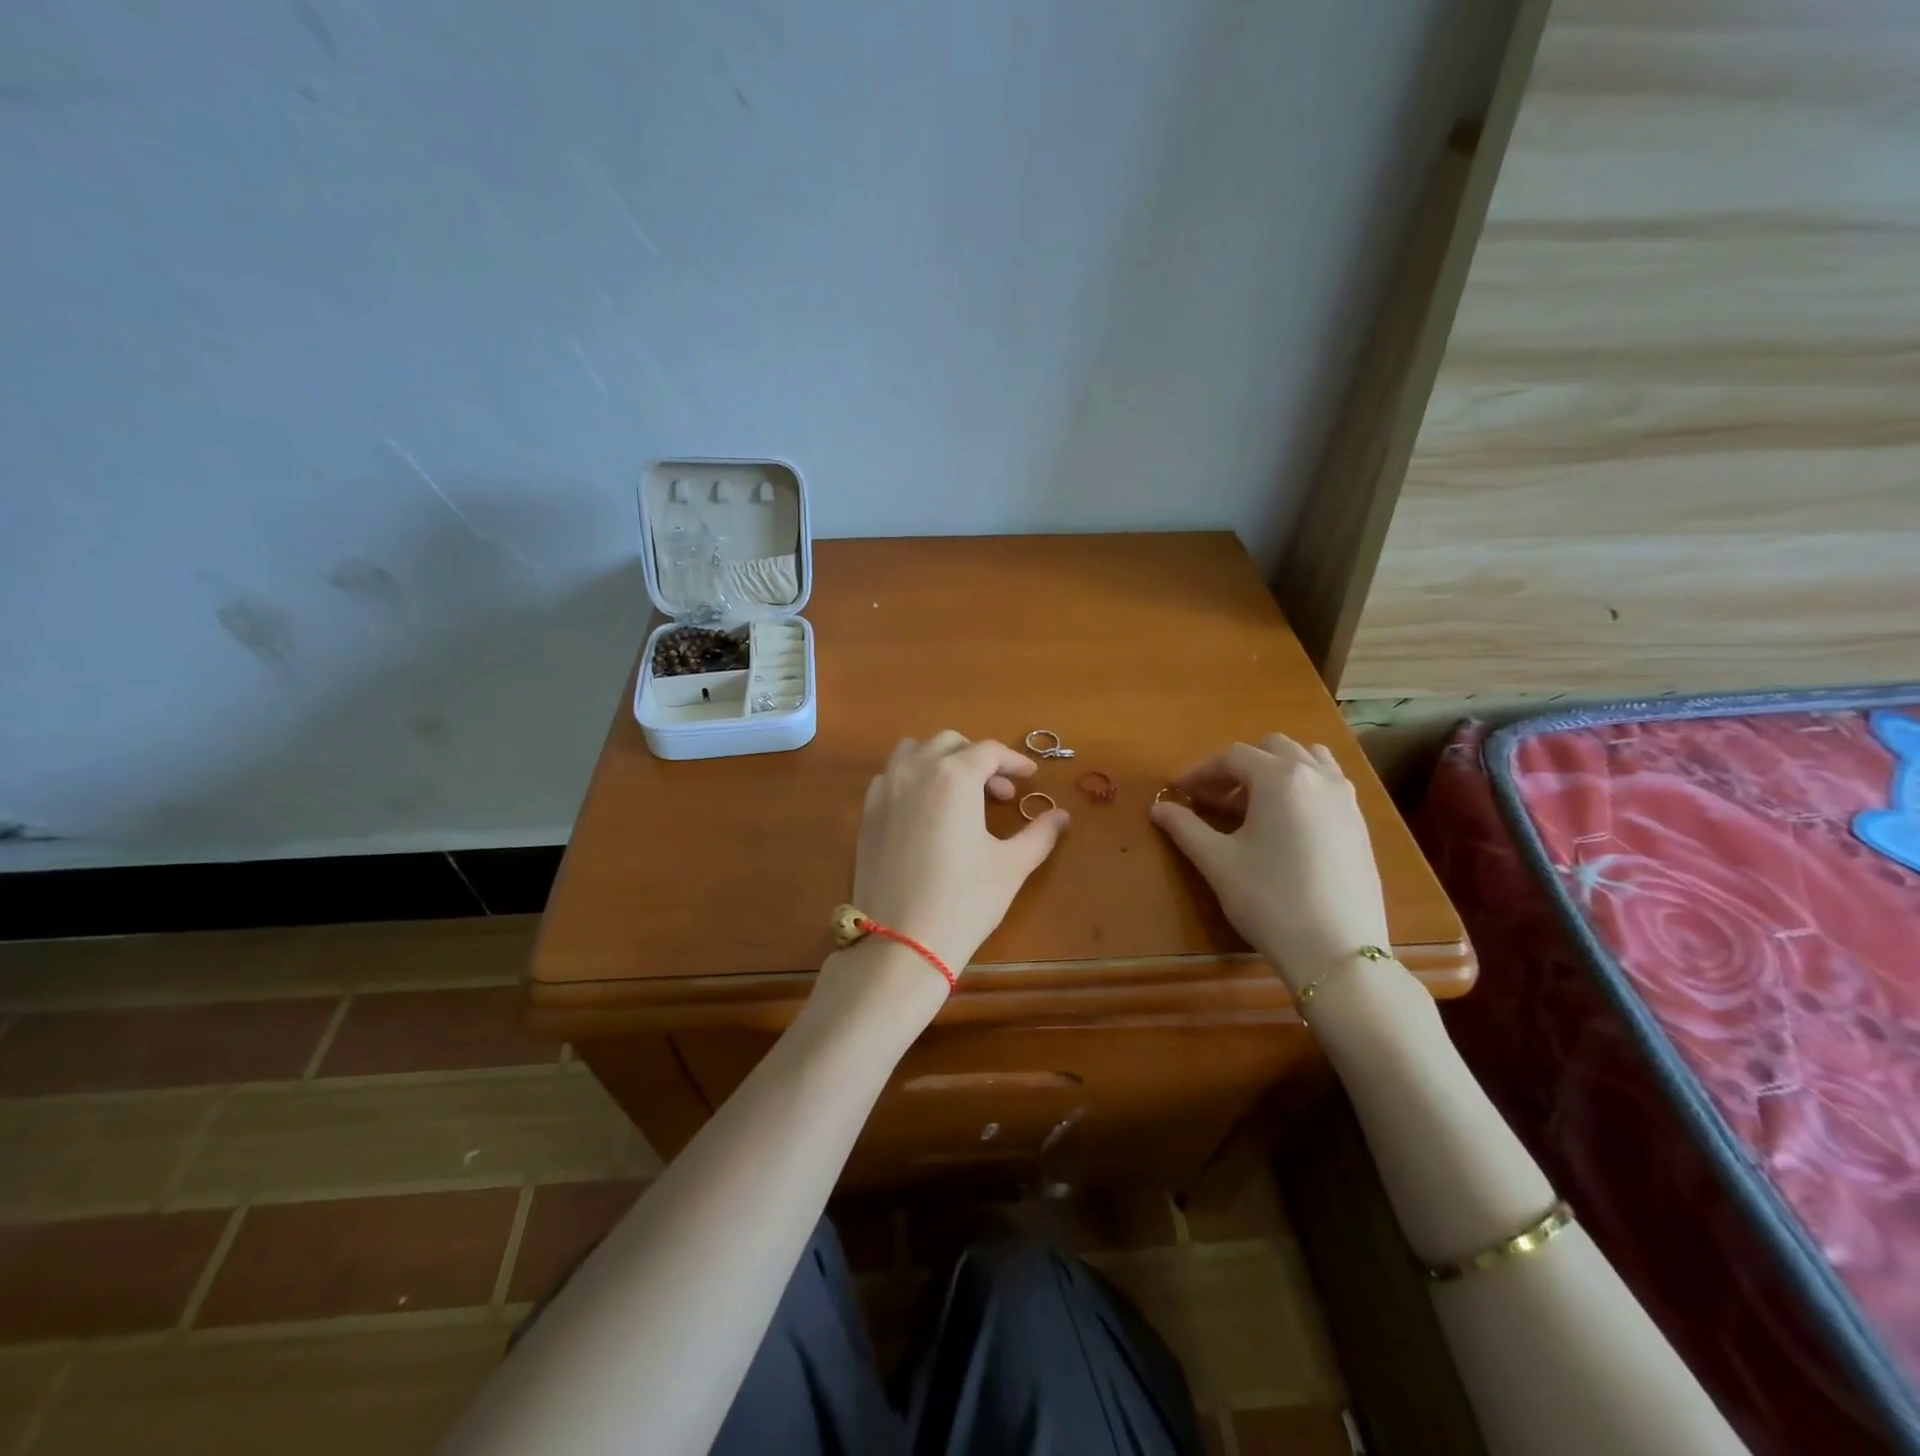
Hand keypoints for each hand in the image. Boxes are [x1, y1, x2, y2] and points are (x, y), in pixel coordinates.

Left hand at [844, 731, 1070, 989]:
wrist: (902, 941)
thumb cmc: (965, 900)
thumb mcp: (1011, 865)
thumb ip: (1040, 833)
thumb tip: (1062, 816)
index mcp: (953, 775)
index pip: (989, 751)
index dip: (1014, 761)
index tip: (1029, 777)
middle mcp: (915, 771)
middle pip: (950, 743)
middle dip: (978, 759)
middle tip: (999, 793)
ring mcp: (885, 790)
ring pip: (914, 751)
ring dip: (941, 760)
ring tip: (960, 793)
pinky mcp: (867, 813)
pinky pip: (891, 776)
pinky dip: (913, 778)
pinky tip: (927, 810)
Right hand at [1150, 734, 1389, 988]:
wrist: (1336, 951)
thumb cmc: (1269, 899)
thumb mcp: (1217, 862)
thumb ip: (1185, 827)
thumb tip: (1158, 808)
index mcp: (1280, 778)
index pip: (1232, 757)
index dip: (1200, 771)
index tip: (1178, 791)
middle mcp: (1317, 776)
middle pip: (1271, 749)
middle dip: (1238, 767)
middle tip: (1212, 799)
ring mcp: (1345, 798)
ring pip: (1307, 759)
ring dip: (1275, 770)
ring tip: (1253, 803)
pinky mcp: (1360, 824)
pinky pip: (1328, 784)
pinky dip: (1302, 787)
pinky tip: (1286, 824)